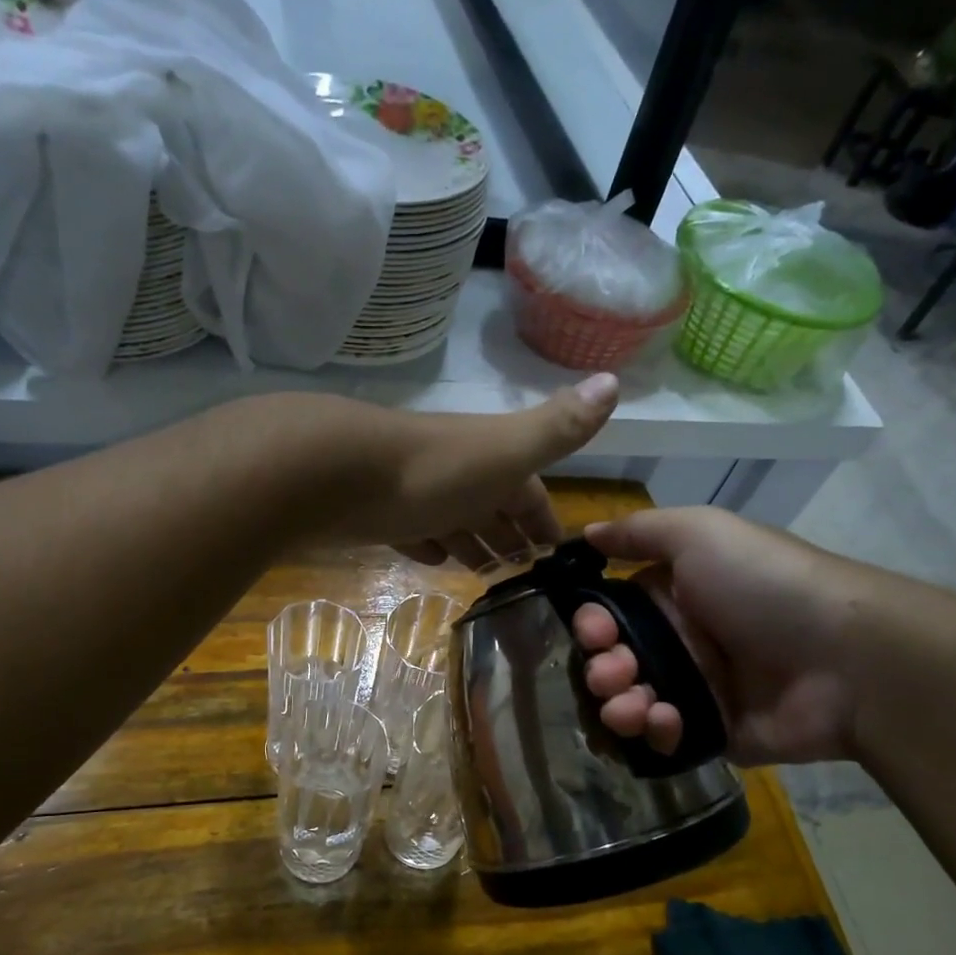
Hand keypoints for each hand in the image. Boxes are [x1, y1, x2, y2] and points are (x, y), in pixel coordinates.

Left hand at [291, 373, 619, 568]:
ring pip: (454, 522)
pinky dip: (428, 546)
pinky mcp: (380, 516)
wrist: (340, 473)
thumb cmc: (436, 470)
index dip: (544, 518)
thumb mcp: (508, 451)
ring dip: (472, 544)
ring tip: (487, 576)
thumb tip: (614, 378)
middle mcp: (458, 475)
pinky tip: (433, 559)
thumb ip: (558, 426)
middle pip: (491, 508)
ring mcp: (417, 495)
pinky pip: (414, 532)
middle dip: (509, 536)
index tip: (556, 550)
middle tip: (523, 574)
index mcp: (492, 462)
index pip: (529, 493)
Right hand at [572, 506, 896, 765]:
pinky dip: (655, 732)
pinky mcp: (710, 732)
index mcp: (674, 597)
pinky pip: (663, 738)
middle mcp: (679, 642)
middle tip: (613, 673)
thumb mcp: (702, 534)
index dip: (591, 625)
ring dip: (618, 706)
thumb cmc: (766, 585)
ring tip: (633, 707)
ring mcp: (695, 690)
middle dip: (601, 670)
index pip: (610, 615)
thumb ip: (639, 532)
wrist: (848, 658)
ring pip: (629, 704)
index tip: (593, 633)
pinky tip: (666, 722)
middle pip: (613, 662)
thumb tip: (586, 532)